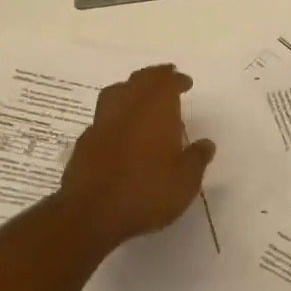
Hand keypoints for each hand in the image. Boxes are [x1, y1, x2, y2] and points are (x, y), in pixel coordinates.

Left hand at [57, 65, 215, 250]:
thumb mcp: (185, 181)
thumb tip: (206, 143)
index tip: (185, 82)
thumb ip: (197, 159)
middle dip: (154, 77)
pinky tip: (121, 130)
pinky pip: (104, 116)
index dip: (176, 80)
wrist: (91, 213)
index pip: (166, 83)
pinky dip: (116, 115)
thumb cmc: (146, 192)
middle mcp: (127, 108)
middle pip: (140, 81)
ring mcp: (102, 123)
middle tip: (165, 79)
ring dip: (131, 89)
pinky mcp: (85, 141)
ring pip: (116, 92)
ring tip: (141, 99)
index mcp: (155, 110)